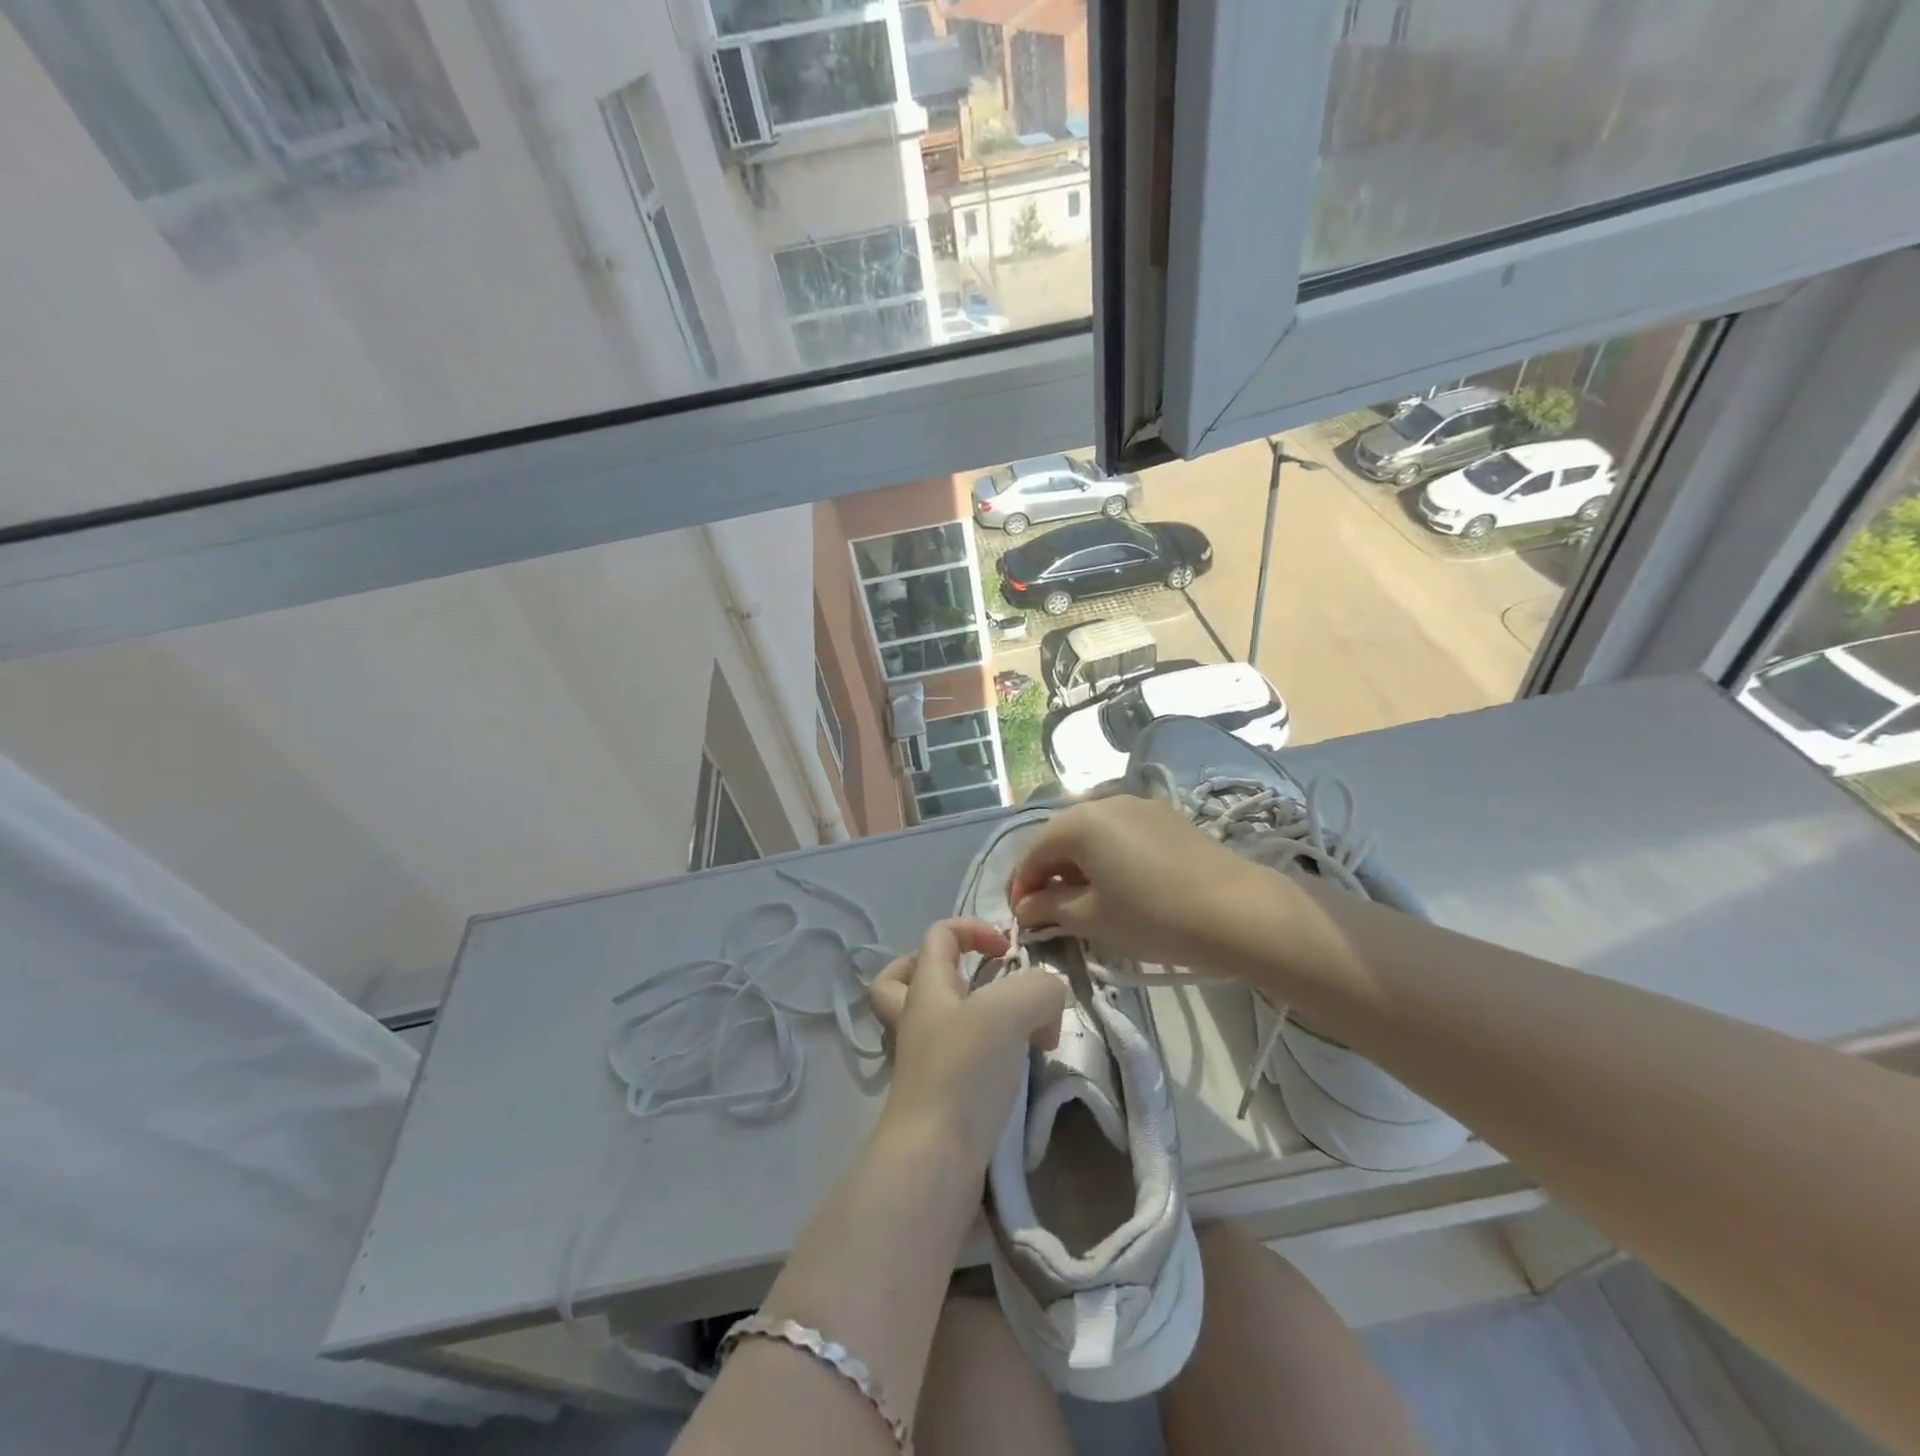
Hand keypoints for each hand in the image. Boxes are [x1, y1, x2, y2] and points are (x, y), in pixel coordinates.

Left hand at [868, 919, 1066, 1171]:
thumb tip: (1048, 999)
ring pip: (930, 1022)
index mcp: (926, 988)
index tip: (1009, 953)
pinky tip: (1011, 1069)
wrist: (935, 1159)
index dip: (974, 929)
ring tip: (1011, 1030)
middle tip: (976, 982)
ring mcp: (919, 1062)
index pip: (939, 935)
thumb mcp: (1013, 1010)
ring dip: (967, 1016)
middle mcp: (915, 1019)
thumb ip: (1040, 989)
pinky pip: (953, 1061)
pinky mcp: (935, 1099)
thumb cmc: (965, 1071)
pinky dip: (981, 1057)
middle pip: (901, 979)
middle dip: (940, 971)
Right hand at [1008, 794, 1279, 969]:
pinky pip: (1120, 831)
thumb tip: (1025, 907)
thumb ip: (1050, 907)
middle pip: (1061, 837)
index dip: (1022, 886)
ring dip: (1077, 863)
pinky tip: (1119, 883)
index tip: (1022, 918)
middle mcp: (1103, 801)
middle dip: (1049, 872)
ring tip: (1084, 899)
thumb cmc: (1154, 916)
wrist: (1238, 911)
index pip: (1033, 852)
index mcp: (1079, 822)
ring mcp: (1138, 804)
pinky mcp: (1165, 815)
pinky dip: (1107, 854)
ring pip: (1091, 832)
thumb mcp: (1093, 918)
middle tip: (1049, 910)